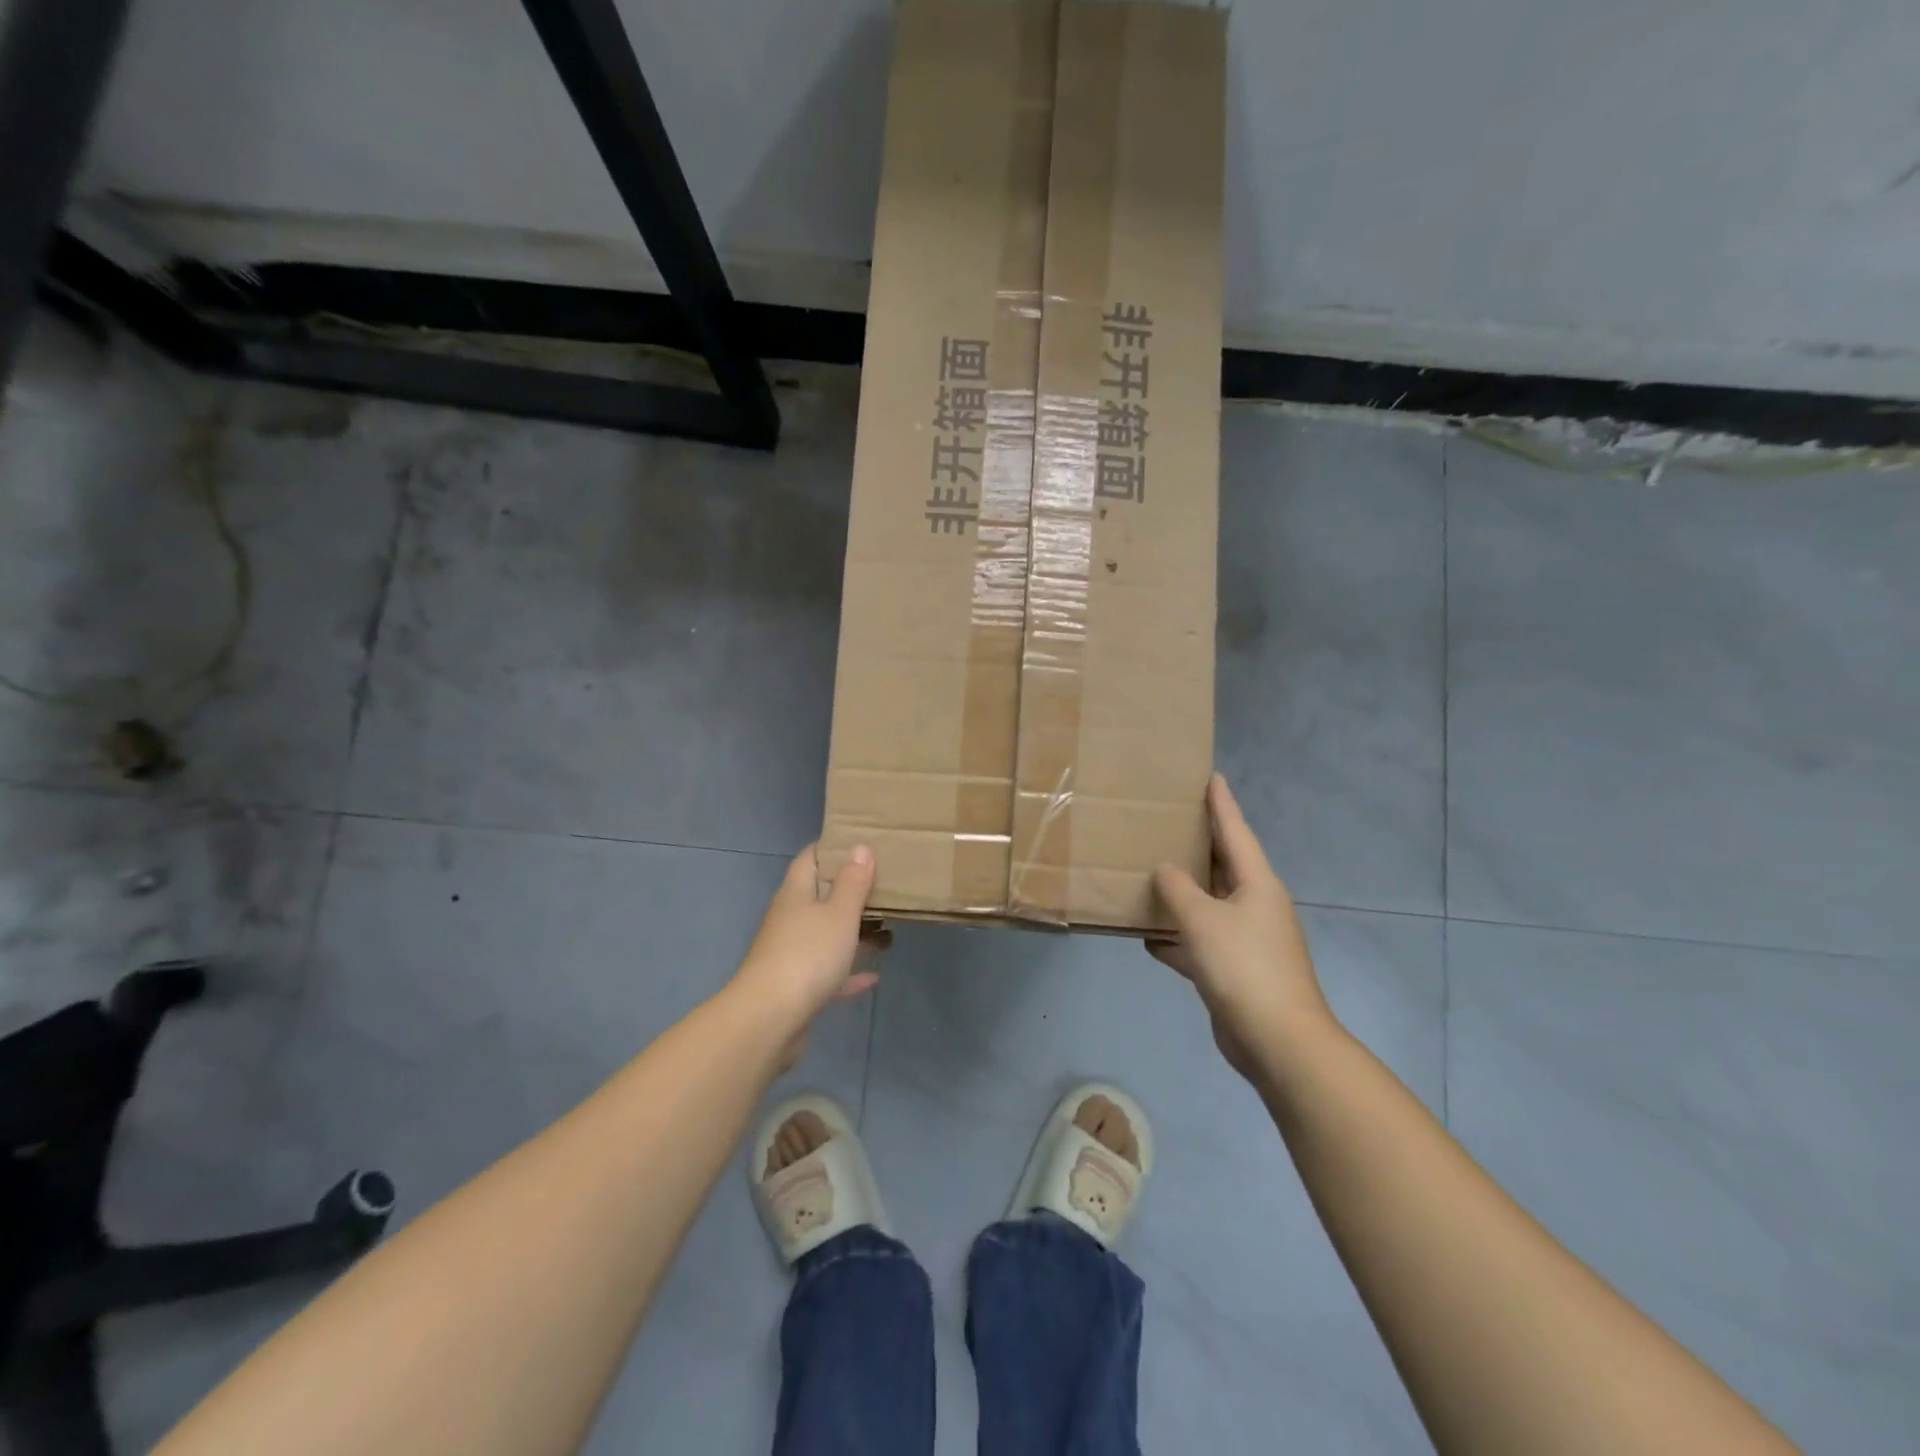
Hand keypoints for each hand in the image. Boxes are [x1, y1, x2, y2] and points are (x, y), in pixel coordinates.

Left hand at [731, 844, 882, 1066]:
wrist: (769, 1019)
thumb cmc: (807, 955)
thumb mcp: (839, 913)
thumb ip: (852, 882)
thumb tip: (859, 846)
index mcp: (796, 893)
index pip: (810, 858)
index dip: (832, 847)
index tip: (860, 842)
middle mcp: (789, 918)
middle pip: (819, 896)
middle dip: (849, 890)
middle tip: (884, 885)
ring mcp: (790, 953)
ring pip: (825, 934)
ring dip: (853, 931)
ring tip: (886, 928)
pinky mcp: (796, 986)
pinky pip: (828, 972)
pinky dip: (848, 971)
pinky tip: (873, 976)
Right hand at [1150, 775, 1330, 1077]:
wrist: (1278, 1041)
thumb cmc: (1244, 967)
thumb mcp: (1202, 920)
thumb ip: (1178, 889)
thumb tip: (1165, 871)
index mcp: (1257, 884)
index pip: (1236, 831)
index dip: (1222, 804)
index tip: (1211, 776)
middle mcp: (1254, 905)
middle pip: (1221, 866)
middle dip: (1197, 845)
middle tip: (1168, 821)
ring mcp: (1245, 940)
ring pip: (1207, 905)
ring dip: (1181, 895)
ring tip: (1149, 874)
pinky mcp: (1233, 970)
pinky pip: (1199, 942)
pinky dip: (1176, 938)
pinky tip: (1147, 937)